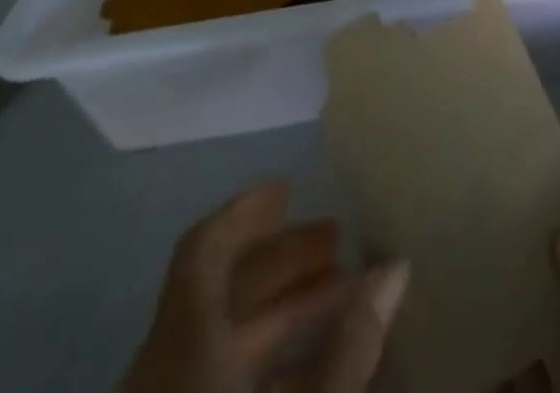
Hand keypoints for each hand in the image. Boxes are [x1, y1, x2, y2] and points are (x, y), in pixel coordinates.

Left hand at [122, 181, 408, 392]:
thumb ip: (352, 345)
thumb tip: (396, 267)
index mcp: (184, 353)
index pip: (202, 253)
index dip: (244, 212)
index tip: (292, 186)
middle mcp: (163, 375)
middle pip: (219, 292)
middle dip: (283, 262)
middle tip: (340, 243)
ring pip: (219, 340)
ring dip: (279, 312)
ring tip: (343, 297)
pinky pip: (212, 382)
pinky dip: (260, 363)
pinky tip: (315, 372)